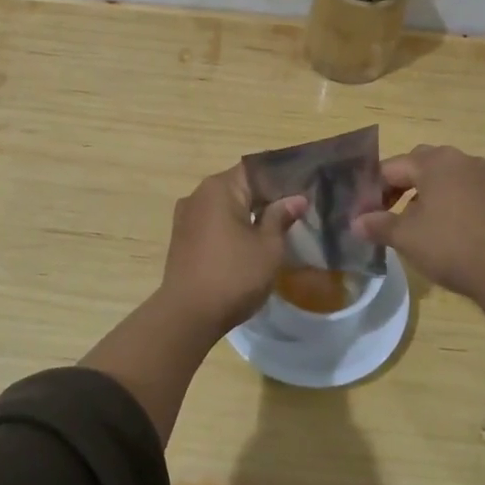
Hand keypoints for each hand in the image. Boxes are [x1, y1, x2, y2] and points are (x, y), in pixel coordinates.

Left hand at [155, 164, 307, 339]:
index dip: (281, 177)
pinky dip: (231, 227)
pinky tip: (248, 243)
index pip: (256, 169)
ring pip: (225, 206)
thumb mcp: (268, 247)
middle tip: (296, 209)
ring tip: (276, 227)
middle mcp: (198, 194)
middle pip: (239, 186)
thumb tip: (296, 198)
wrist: (188, 315)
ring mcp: (186, 216)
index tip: (302, 187)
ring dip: (248, 214)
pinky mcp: (182, 238)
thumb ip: (281, 217)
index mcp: (219, 188)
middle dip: (266, 197)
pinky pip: (213, 222)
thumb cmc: (234, 275)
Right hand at [352, 145, 484, 329]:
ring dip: (423, 193)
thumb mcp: (405, 237)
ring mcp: (481, 174)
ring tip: (412, 221)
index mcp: (433, 161)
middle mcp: (458, 158)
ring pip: (442, 176)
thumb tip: (355, 222)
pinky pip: (461, 188)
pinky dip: (445, 200)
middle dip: (399, 185)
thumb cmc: (449, 245)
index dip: (373, 189)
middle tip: (385, 211)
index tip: (363, 212)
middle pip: (418, 164)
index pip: (391, 167)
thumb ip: (377, 224)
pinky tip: (441, 226)